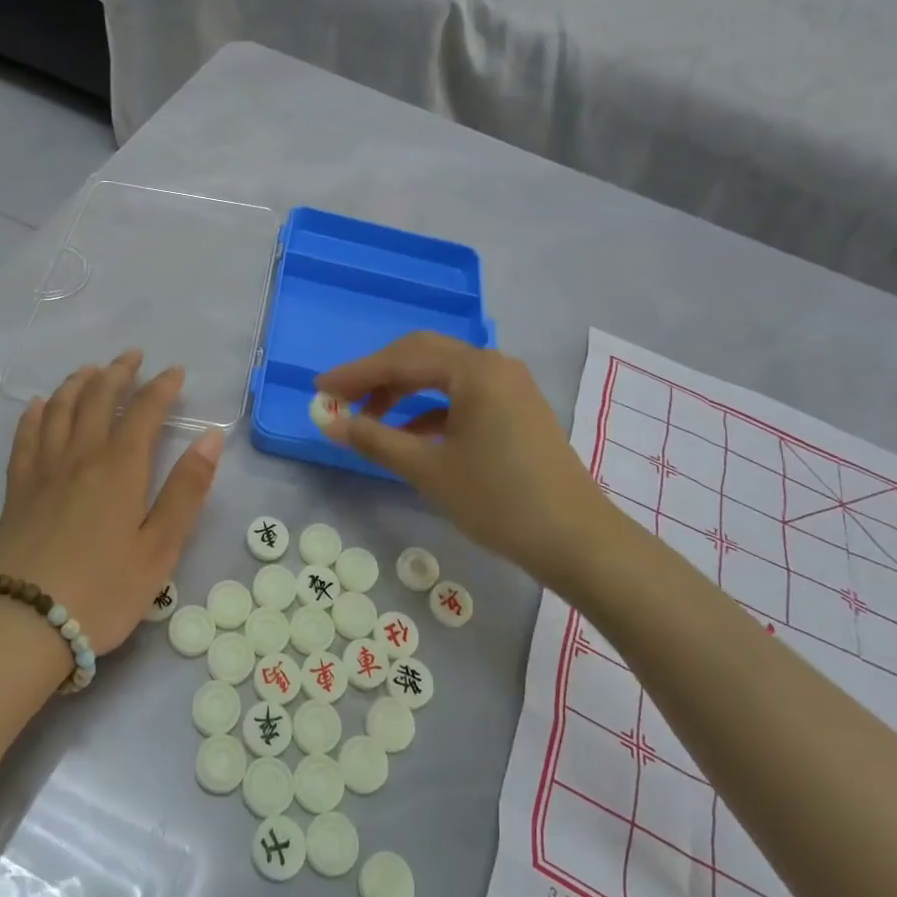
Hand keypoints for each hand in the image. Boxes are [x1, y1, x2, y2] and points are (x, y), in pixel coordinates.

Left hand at [0, 351, 222, 653]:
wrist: (24, 623)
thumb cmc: (103, 591)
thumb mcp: (160, 548)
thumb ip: (186, 490)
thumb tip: (211, 436)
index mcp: (120, 468)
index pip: (145, 412)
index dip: (162, 387)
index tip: (175, 371)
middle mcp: (80, 456)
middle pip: (98, 399)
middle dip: (118, 372)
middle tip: (133, 356)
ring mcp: (43, 470)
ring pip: (59, 409)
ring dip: (77, 383)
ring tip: (90, 370)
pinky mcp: (17, 490)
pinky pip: (24, 437)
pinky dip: (33, 414)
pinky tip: (37, 405)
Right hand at [317, 333, 613, 582]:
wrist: (576, 541)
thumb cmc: (498, 500)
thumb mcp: (428, 470)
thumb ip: (374, 439)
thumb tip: (327, 421)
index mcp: (474, 369)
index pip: (401, 359)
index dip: (355, 374)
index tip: (319, 390)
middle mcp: (493, 364)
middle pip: (421, 355)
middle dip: (377, 376)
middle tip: (341, 399)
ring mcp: (509, 385)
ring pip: (442, 375)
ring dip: (403, 391)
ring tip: (370, 419)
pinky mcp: (516, 407)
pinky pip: (462, 394)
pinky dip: (430, 409)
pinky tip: (409, 434)